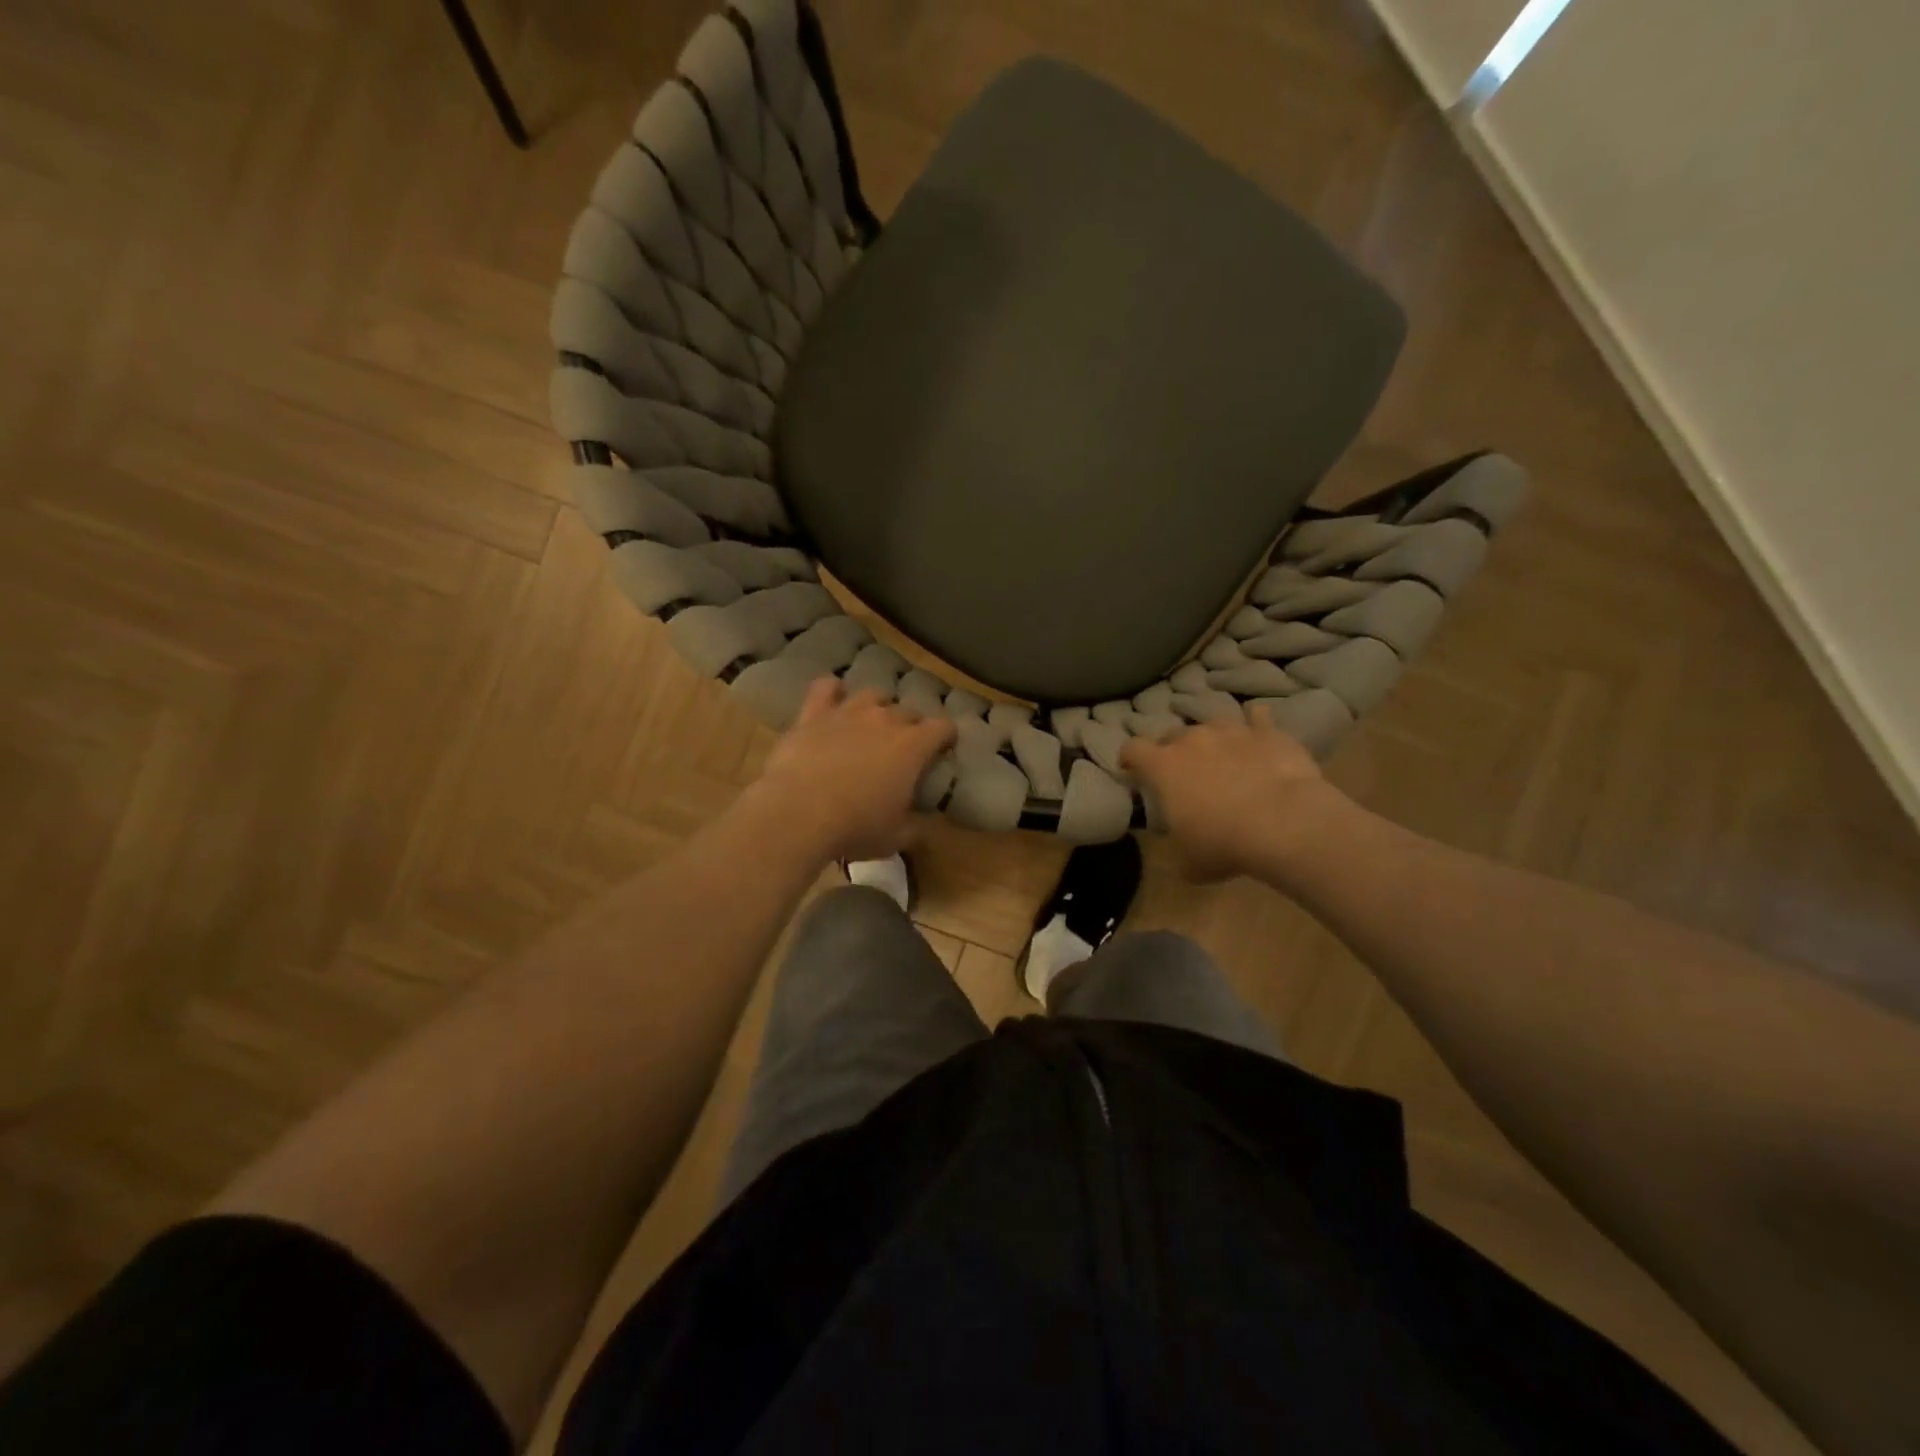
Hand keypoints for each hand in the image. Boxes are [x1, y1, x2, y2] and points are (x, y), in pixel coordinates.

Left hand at [751, 678, 956, 862]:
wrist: (799, 813)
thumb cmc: (855, 827)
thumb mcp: (895, 837)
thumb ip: (914, 827)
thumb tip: (921, 825)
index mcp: (912, 747)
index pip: (942, 728)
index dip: (946, 736)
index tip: (943, 748)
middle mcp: (884, 720)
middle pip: (908, 710)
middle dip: (911, 725)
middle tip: (904, 746)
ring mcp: (848, 712)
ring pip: (872, 694)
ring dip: (877, 706)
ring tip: (872, 721)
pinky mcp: (814, 714)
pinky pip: (825, 688)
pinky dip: (832, 690)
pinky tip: (833, 697)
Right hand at [1121, 706, 1347, 881]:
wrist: (1284, 823)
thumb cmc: (1224, 843)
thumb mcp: (1189, 860)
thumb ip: (1176, 847)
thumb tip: (1180, 849)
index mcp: (1163, 767)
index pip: (1132, 750)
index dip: (1129, 759)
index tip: (1132, 771)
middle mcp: (1192, 739)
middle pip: (1172, 734)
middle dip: (1173, 750)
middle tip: (1184, 772)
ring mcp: (1230, 730)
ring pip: (1211, 723)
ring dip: (1212, 738)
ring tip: (1222, 756)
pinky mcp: (1266, 731)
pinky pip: (1256, 716)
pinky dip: (1254, 724)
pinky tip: (1257, 735)